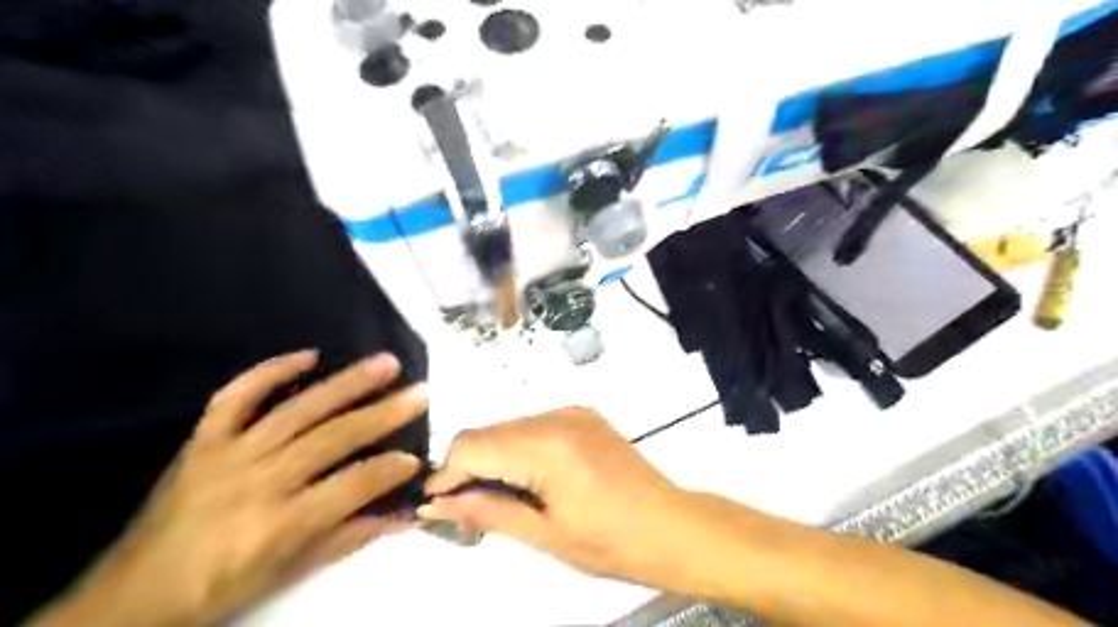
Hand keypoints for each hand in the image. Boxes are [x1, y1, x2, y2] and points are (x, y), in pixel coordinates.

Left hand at [31, 350, 426, 626]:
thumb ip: (351, 536)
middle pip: (330, 440)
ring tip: (386, 363)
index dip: (387, 471)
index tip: (416, 459)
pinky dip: (271, 371)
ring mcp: (228, 455)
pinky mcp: (204, 441)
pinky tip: (309, 354)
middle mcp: (256, 482)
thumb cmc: (225, 585)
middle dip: (382, 415)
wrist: (136, 592)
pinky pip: (236, 397)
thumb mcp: (293, 570)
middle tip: (420, 392)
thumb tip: (405, 516)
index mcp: (278, 524)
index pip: (348, 487)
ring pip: (296, 411)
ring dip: (346, 384)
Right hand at [419, 409, 686, 584]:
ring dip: (493, 456)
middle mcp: (556, 416)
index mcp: (547, 446)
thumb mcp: (543, 534)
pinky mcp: (583, 414)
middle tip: (465, 507)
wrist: (670, 525)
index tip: (435, 505)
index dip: (445, 474)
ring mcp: (572, 411)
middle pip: (487, 431)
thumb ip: (486, 511)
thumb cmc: (609, 542)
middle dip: (467, 466)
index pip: (471, 445)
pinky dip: (519, 448)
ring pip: (508, 427)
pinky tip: (529, 477)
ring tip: (500, 495)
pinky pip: (534, 425)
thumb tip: (436, 504)